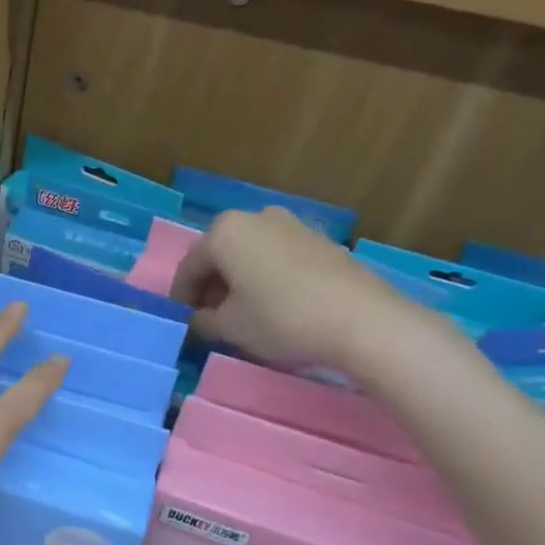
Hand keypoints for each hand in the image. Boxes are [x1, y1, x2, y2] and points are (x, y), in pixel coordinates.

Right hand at [170, 208, 424, 372]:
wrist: (363, 320)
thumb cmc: (282, 319)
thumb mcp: (230, 327)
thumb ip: (203, 320)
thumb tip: (199, 318)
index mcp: (224, 231)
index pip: (189, 267)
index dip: (181, 298)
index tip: (182, 322)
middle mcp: (255, 217)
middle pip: (220, 255)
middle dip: (211, 286)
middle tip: (210, 319)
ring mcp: (291, 224)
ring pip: (249, 254)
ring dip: (239, 281)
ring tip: (243, 314)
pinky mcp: (319, 239)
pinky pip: (277, 257)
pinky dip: (266, 277)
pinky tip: (274, 304)